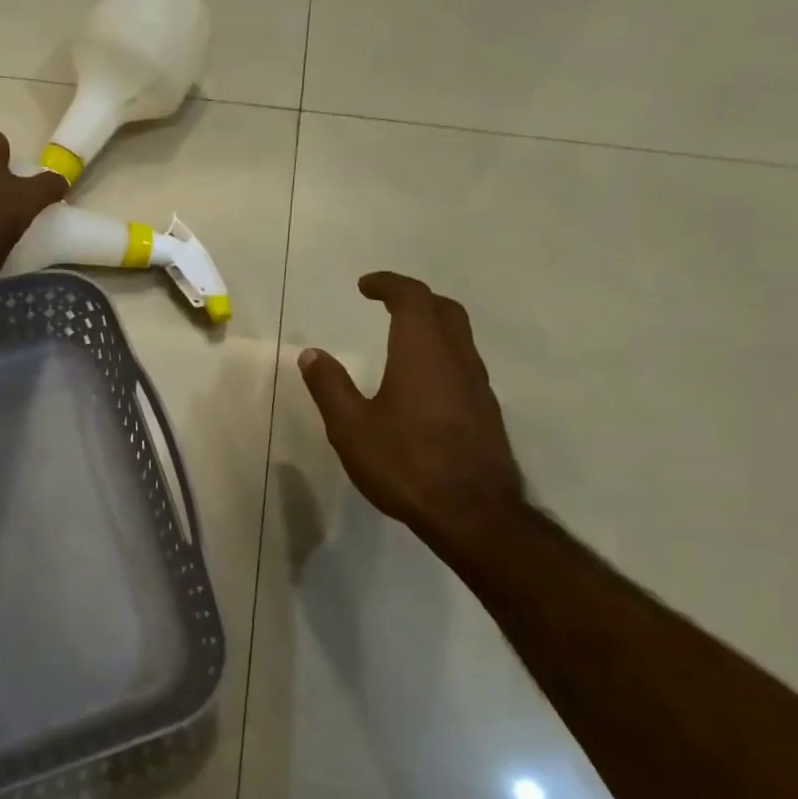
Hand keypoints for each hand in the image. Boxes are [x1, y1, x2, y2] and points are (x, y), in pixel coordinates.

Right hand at [299, 272, 525, 545]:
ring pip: (459, 337)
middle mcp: (456, 359)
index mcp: (422, 353)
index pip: (412, 298)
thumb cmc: (405, 464)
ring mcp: (478, 385)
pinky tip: (423, 382)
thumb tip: (310, 354)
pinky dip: (441, 354)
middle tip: (386, 303)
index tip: (364, 286)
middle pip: (445, 309)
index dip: (389, 284)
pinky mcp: (486, 411)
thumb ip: (330, 386)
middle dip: (415, 298)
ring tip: (401, 338)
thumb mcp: (350, 427)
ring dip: (432, 325)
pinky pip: (464, 364)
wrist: (474, 513)